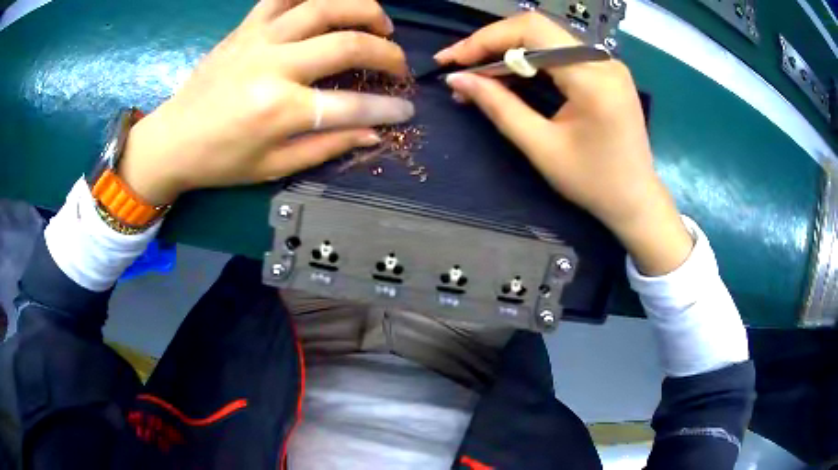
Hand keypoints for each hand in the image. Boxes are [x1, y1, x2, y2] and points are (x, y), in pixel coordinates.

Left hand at [120, 0, 413, 205]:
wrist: (172, 140)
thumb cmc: (220, 161)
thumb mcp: (273, 166)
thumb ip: (326, 147)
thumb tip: (373, 133)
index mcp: (279, 110)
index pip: (352, 105)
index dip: (388, 109)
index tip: (406, 110)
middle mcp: (274, 66)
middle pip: (348, 43)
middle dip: (387, 53)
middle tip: (398, 63)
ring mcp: (259, 39)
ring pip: (324, 5)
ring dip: (363, 9)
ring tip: (379, 23)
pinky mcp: (246, 27)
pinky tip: (331, 4)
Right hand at [435, 13, 691, 274]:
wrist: (636, 199)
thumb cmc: (593, 182)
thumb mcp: (542, 147)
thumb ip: (499, 107)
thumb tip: (458, 79)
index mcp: (592, 78)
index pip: (531, 32)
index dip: (485, 39)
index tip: (452, 60)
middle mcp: (603, 60)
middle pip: (536, 29)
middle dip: (492, 43)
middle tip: (461, 66)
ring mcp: (606, 63)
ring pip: (545, 38)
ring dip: (508, 51)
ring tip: (478, 74)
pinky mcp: (605, 71)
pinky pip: (558, 53)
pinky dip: (529, 61)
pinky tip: (509, 76)